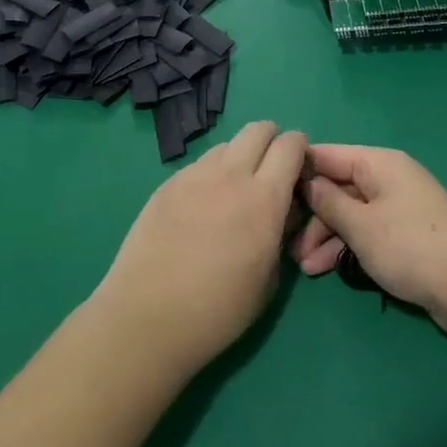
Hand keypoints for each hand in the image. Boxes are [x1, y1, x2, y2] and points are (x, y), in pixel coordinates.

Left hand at [93, 121, 305, 377]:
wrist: (147, 318)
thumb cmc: (217, 311)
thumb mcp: (269, 279)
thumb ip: (281, 233)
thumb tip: (283, 211)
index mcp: (264, 199)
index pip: (291, 145)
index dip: (300, 150)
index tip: (298, 169)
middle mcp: (231, 175)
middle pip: (259, 129)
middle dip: (271, 141)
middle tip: (269, 171)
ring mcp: (195, 175)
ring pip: (227, 145)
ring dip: (239, 157)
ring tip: (231, 192)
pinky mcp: (168, 183)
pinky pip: (199, 165)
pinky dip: (210, 174)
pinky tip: (200, 208)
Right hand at [291, 145, 446, 337]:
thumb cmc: (409, 246)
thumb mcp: (361, 225)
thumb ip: (329, 202)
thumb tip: (306, 182)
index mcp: (378, 163)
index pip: (328, 155)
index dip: (299, 170)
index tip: (269, 188)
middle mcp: (388, 178)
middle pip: (339, 186)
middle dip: (313, 215)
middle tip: (288, 246)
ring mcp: (399, 206)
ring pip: (351, 212)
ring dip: (327, 237)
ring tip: (304, 268)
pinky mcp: (406, 234)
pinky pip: (367, 231)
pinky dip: (347, 246)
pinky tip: (327, 269)